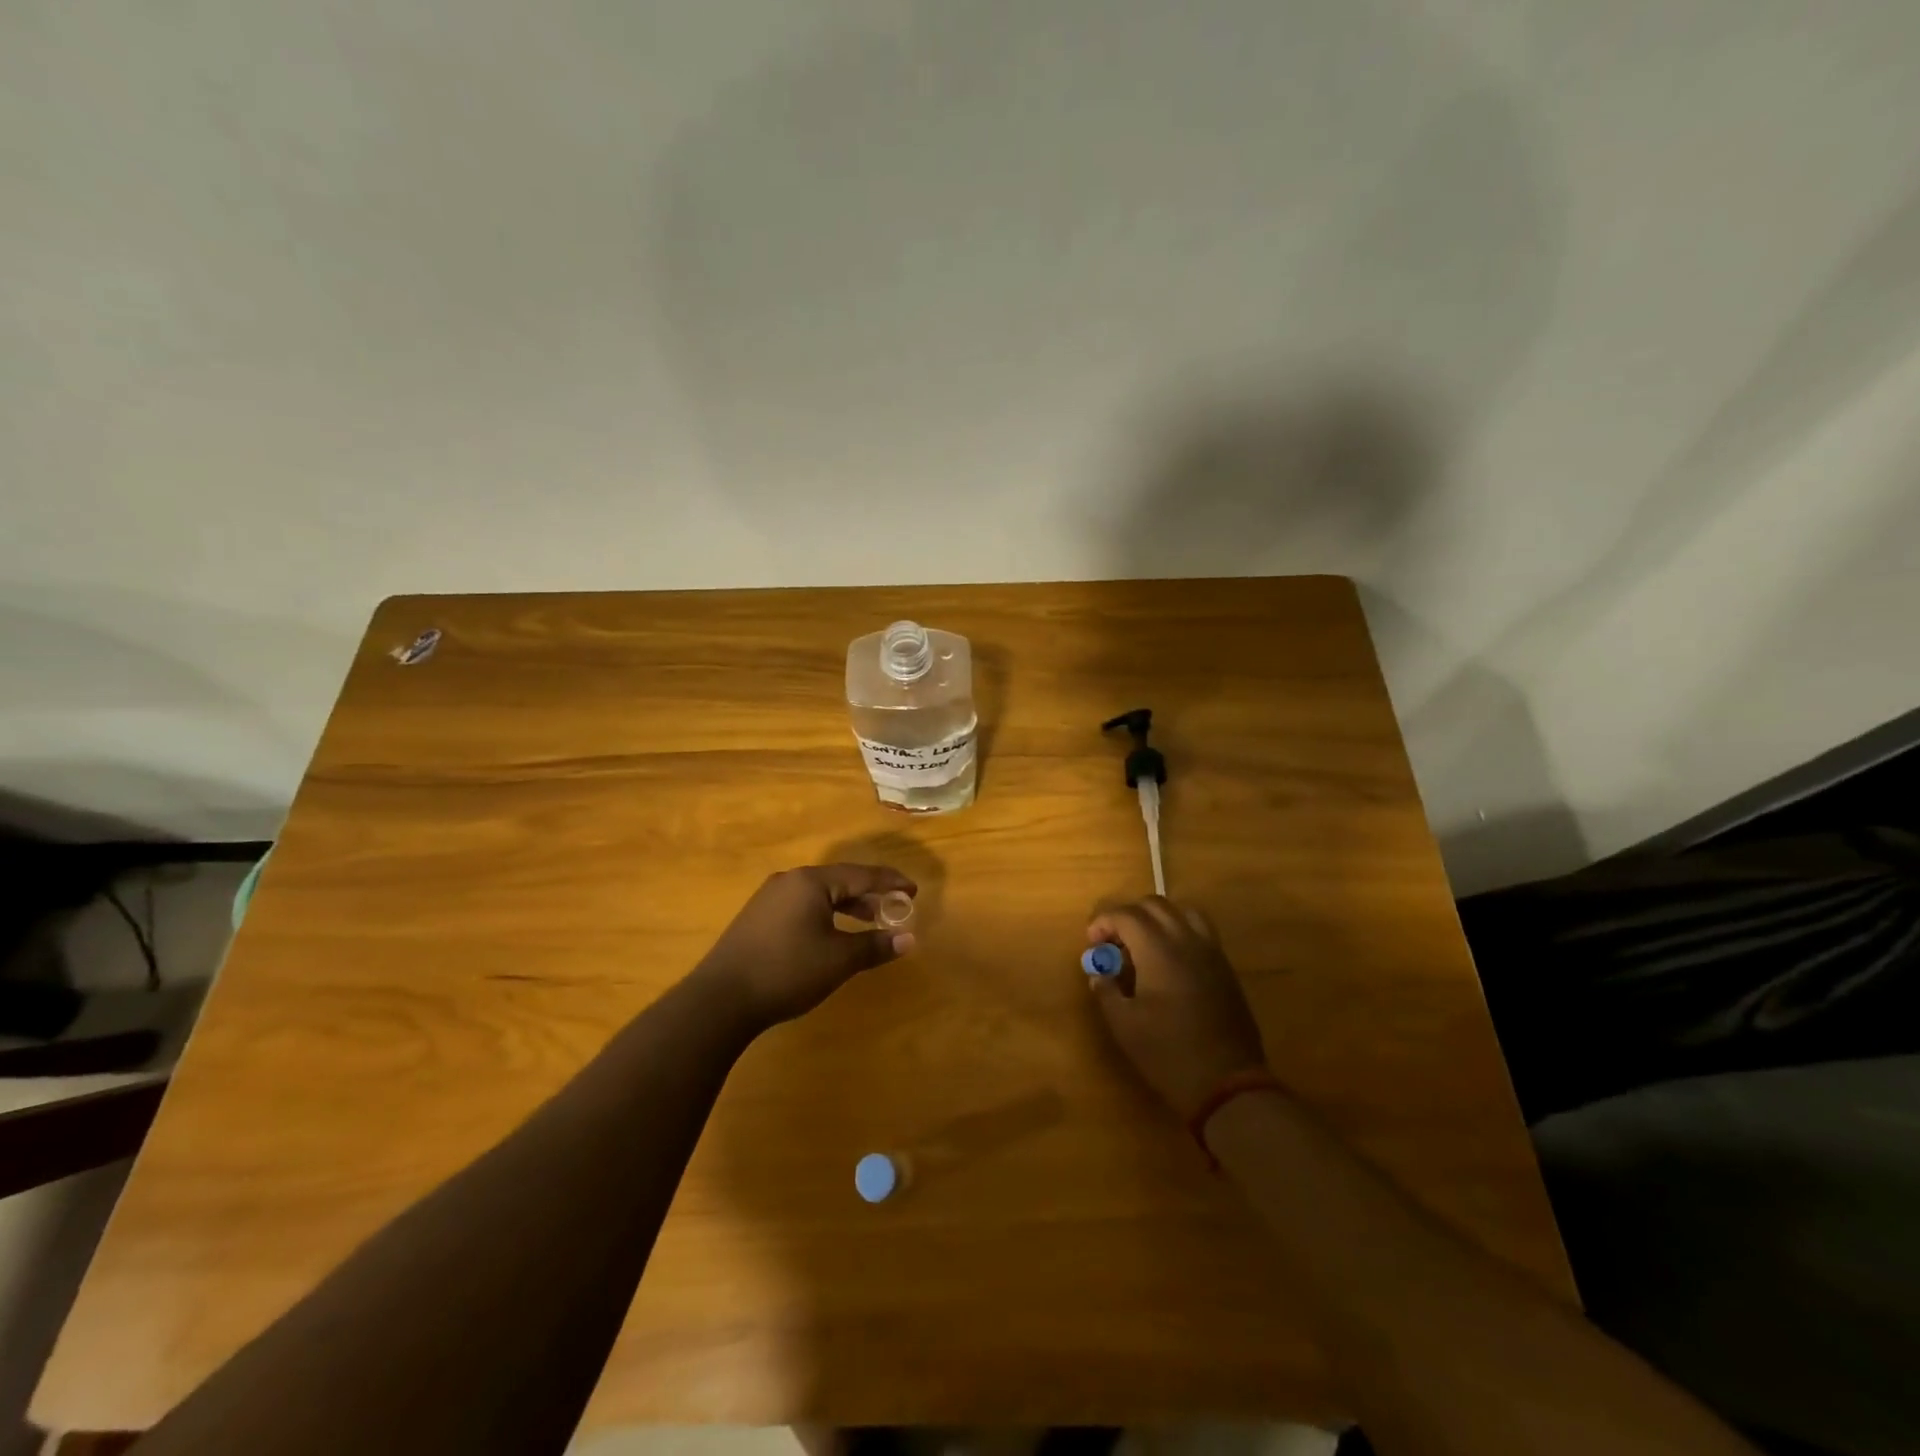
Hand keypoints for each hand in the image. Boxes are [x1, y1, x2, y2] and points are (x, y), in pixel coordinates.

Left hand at [694, 864, 917, 1030]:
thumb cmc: (787, 971)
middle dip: (869, 894)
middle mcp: (790, 881)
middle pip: (839, 880)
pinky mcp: (757, 917)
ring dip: (847, 905)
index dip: (890, 882)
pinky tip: (831, 934)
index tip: (913, 890)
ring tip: (868, 921)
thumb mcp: (838, 960)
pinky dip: (825, 914)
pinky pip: (802, 905)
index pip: (861, 874)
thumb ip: (874, 946)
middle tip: (894, 906)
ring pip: (819, 894)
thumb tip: (908, 939)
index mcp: (811, 882)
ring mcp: (769, 898)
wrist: (720, 999)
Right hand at [1086, 897, 1266, 1117]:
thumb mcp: (1124, 1026)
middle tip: (1113, 942)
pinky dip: (1179, 931)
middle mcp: (1187, 940)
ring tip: (1143, 944)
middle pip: (1154, 905)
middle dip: (1128, 915)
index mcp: (1159, 950)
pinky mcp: (1225, 968)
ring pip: (1182, 912)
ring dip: (1157, 919)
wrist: (1227, 1083)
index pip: (1126, 915)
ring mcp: (1211, 952)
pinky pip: (1200, 931)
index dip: (1104, 922)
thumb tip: (1099, 973)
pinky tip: (1169, 961)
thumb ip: (1107, 991)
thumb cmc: (1168, 1053)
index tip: (1092, 942)